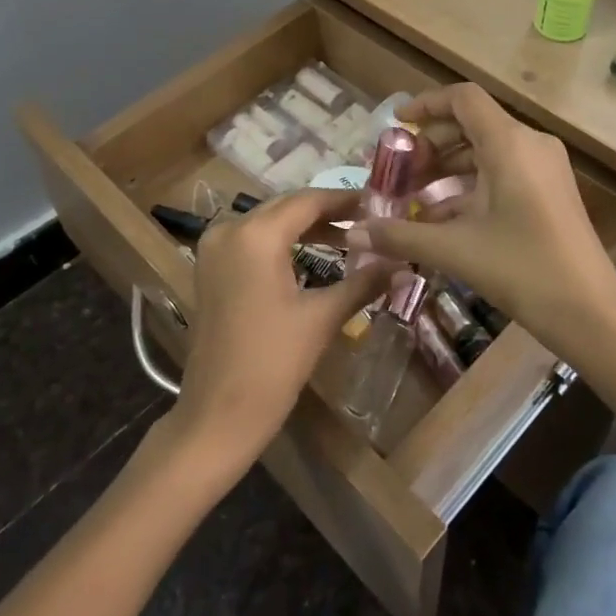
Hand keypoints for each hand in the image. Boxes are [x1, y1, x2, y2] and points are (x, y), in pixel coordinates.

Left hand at [171, 187, 394, 462]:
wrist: (217, 415)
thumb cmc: (272, 365)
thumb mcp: (322, 319)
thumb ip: (363, 283)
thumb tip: (405, 264)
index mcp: (256, 235)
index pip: (308, 201)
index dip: (344, 200)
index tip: (378, 203)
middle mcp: (229, 229)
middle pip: (286, 207)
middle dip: (326, 212)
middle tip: (368, 220)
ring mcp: (214, 248)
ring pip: (268, 222)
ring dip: (305, 227)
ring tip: (348, 237)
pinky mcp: (209, 267)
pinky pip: (251, 240)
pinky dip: (281, 242)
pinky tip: (312, 254)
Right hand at [345, 84, 615, 354]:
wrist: (592, 314)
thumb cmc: (523, 270)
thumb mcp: (455, 250)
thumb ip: (400, 235)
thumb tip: (354, 234)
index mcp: (509, 144)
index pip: (463, 98)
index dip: (426, 104)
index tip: (396, 125)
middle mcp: (529, 144)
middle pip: (471, 123)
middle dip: (431, 143)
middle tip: (400, 172)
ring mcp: (544, 167)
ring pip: (485, 149)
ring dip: (447, 167)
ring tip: (412, 196)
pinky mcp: (549, 190)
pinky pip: (502, 171)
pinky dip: (469, 185)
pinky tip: (441, 219)